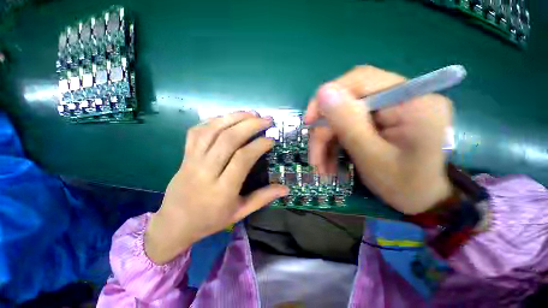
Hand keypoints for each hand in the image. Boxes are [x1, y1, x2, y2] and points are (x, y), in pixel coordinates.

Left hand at [145, 111, 288, 263]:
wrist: (174, 223)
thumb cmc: (210, 220)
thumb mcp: (240, 213)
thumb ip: (263, 198)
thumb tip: (286, 188)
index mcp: (222, 190)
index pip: (242, 159)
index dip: (259, 145)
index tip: (271, 140)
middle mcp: (205, 172)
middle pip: (228, 140)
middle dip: (250, 125)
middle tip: (266, 119)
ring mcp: (192, 161)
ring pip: (212, 131)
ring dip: (233, 118)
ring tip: (251, 113)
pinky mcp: (185, 155)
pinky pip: (197, 131)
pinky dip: (214, 120)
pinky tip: (228, 117)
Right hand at [305, 65, 452, 214]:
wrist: (423, 200)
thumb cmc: (404, 185)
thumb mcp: (372, 157)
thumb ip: (349, 124)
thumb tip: (323, 92)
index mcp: (411, 101)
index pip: (360, 80)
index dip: (327, 97)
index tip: (309, 122)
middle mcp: (401, 97)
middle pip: (347, 102)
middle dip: (325, 131)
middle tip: (315, 159)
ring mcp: (390, 108)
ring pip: (343, 117)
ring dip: (327, 141)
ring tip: (320, 166)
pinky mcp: (380, 120)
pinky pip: (348, 126)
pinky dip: (335, 144)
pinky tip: (329, 162)